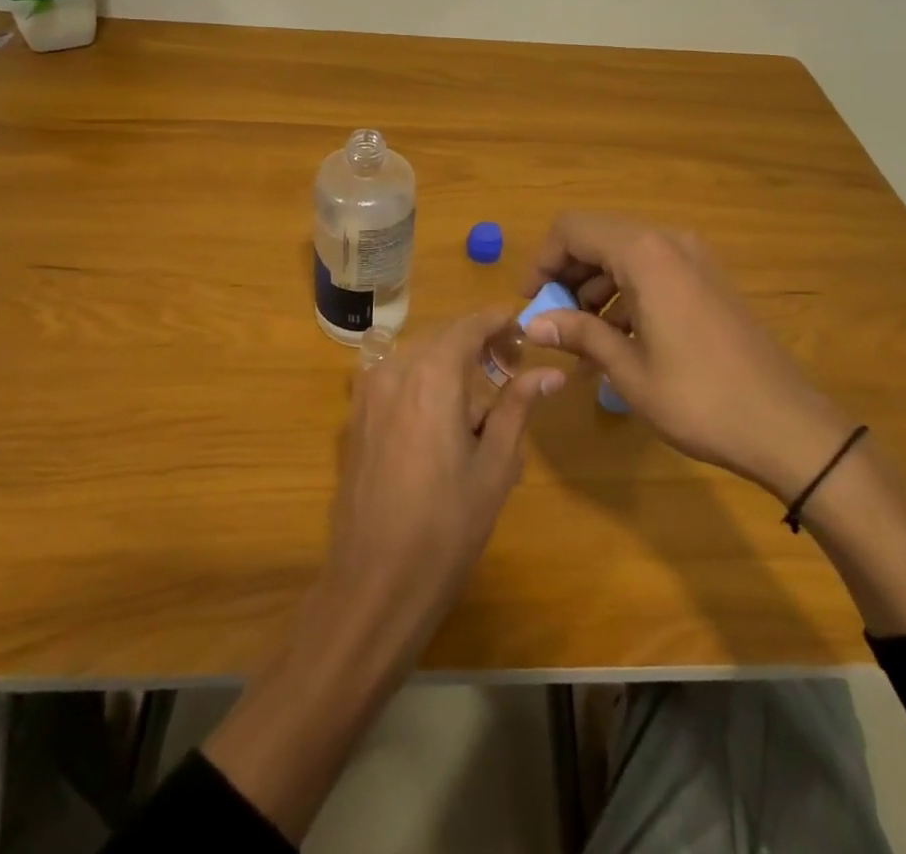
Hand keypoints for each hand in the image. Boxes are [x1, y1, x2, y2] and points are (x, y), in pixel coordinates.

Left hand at [205, 311, 562, 839]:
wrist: (374, 583)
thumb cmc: (446, 526)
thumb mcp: (494, 465)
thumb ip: (517, 407)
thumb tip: (550, 373)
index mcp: (432, 374)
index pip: (470, 324)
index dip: (500, 322)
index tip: (526, 333)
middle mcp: (394, 370)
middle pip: (443, 338)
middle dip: (478, 345)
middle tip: (512, 371)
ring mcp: (368, 393)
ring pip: (418, 358)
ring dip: (451, 367)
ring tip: (480, 407)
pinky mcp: (355, 418)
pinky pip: (396, 382)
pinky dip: (424, 386)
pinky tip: (443, 425)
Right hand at [523, 214, 851, 501]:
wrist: (787, 425)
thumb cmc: (699, 398)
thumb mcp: (629, 369)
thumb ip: (579, 334)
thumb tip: (533, 324)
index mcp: (645, 254)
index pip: (573, 229)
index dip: (542, 260)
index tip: (530, 302)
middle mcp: (669, 242)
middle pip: (598, 236)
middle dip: (566, 273)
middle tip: (552, 320)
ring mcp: (694, 258)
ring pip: (625, 253)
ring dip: (594, 284)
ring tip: (582, 335)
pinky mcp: (709, 278)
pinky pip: (652, 269)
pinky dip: (625, 291)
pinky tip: (619, 336)